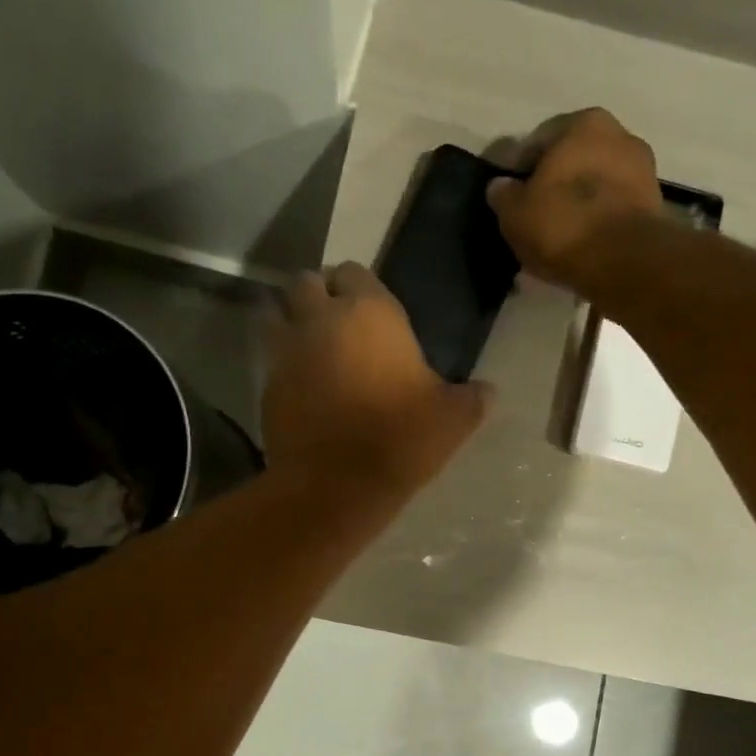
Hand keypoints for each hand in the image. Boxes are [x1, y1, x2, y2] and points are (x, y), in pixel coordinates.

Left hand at [263, 263, 490, 493]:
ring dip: (293, 321)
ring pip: (278, 312)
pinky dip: (283, 362)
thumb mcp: (452, 419)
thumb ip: (472, 398)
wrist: (336, 484)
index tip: (372, 312)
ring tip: (314, 347)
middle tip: (339, 324)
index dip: (361, 288)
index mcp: (370, 312)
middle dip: (319, 295)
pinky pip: (271, 357)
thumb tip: (488, 392)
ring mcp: (287, 349)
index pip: (355, 272)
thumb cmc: (400, 438)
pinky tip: (303, 386)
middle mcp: (322, 318)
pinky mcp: (266, 383)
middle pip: (308, 282)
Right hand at [485, 108, 662, 294]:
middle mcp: (620, 135)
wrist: (625, 263)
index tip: (512, 199)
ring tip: (562, 236)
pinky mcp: (655, 207)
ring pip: (598, 185)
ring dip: (581, 205)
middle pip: (574, 162)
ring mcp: (643, 171)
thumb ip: (504, 195)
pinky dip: (600, 222)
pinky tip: (586, 245)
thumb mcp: (515, 213)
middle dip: (556, 185)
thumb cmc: (564, 226)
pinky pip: (615, 210)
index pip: (540, 143)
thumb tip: (501, 187)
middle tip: (537, 218)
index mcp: (584, 122)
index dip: (521, 172)